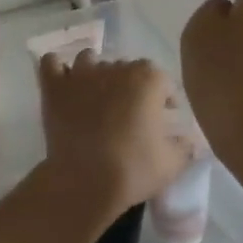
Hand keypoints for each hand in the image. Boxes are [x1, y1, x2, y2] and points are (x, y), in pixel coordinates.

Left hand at [37, 51, 188, 219]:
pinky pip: (52, 63)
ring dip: (96, 72)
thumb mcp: (172, 163)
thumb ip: (185, 146)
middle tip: (130, 114)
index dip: (164, 98)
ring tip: (97, 96)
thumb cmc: (133, 170)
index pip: (162, 80)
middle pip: (126, 68)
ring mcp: (81, 74)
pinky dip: (58, 69)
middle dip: (131, 86)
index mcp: (147, 79)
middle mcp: (115, 67)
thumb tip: (190, 140)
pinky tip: (64, 82)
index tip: (164, 118)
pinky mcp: (54, 87)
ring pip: (90, 60)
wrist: (84, 182)